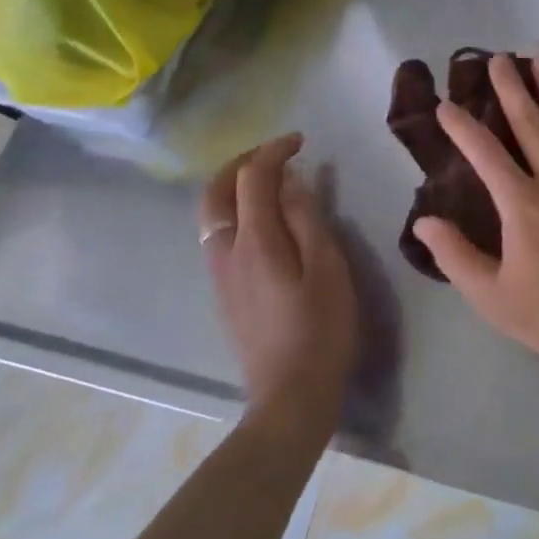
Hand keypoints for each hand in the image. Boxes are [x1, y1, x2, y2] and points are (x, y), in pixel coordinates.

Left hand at [198, 133, 357, 421]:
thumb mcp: (327, 267)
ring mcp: (220, 275)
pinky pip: (218, 235)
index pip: (253, 178)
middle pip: (214, 192)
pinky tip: (264, 221)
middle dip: (241, 163)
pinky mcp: (225, 293)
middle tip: (276, 154)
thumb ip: (306, 219)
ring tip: (271, 181)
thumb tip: (290, 181)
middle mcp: (226, 252)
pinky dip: (235, 211)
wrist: (290, 396)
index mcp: (255, 241)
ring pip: (211, 214)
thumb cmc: (321, 328)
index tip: (301, 141)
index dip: (274, 151)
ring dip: (234, 186)